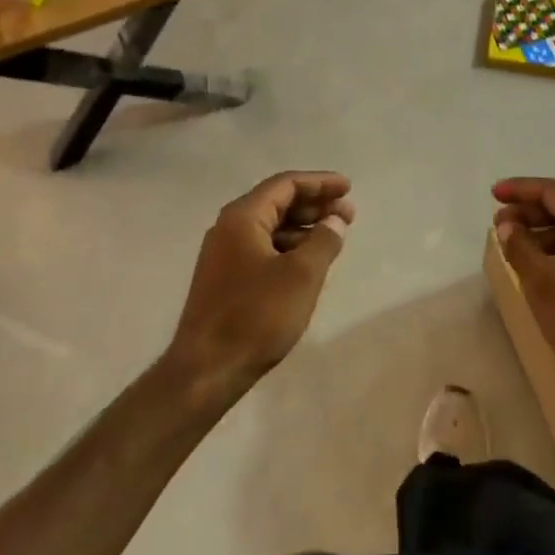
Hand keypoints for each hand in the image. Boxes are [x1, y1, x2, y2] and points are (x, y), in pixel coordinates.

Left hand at [164, 172, 353, 402]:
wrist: (206, 371)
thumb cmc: (256, 316)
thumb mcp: (301, 275)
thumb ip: (323, 240)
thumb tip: (335, 221)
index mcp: (243, 217)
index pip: (286, 184)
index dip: (320, 182)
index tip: (348, 188)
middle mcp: (229, 228)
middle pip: (277, 202)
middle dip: (314, 204)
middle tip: (348, 214)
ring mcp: (224, 255)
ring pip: (271, 227)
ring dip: (304, 227)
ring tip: (334, 237)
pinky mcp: (225, 279)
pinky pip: (263, 248)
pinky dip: (289, 247)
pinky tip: (309, 262)